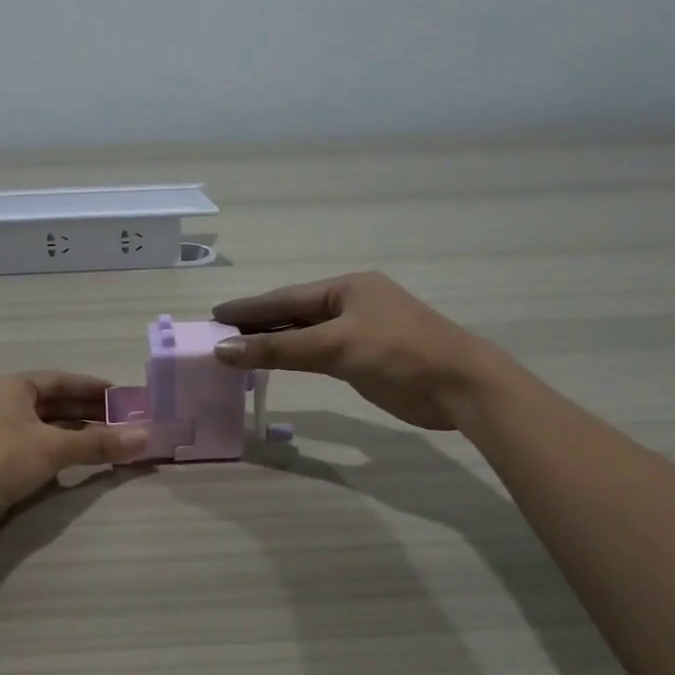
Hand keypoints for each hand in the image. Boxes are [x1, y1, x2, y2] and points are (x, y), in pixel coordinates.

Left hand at [0, 372, 149, 546]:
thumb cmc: (0, 459)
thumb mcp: (53, 447)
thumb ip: (98, 443)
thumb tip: (144, 437)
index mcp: (13, 387)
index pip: (60, 380)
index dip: (92, 387)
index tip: (122, 396)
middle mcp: (4, 404)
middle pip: (55, 404)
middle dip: (89, 413)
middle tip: (124, 422)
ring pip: (47, 428)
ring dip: (78, 435)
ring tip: (112, 442)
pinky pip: (38, 449)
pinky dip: (62, 452)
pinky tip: (83, 461)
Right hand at [211, 272, 503, 430]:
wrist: (460, 386)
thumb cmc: (398, 354)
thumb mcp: (335, 347)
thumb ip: (278, 349)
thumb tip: (223, 349)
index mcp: (347, 288)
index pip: (286, 297)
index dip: (249, 306)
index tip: (214, 313)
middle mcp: (352, 304)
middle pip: (294, 313)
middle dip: (257, 323)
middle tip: (219, 334)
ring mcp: (361, 331)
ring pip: (306, 334)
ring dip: (274, 341)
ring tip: (237, 349)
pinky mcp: (366, 358)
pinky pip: (319, 353)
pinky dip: (294, 357)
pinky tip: (275, 363)